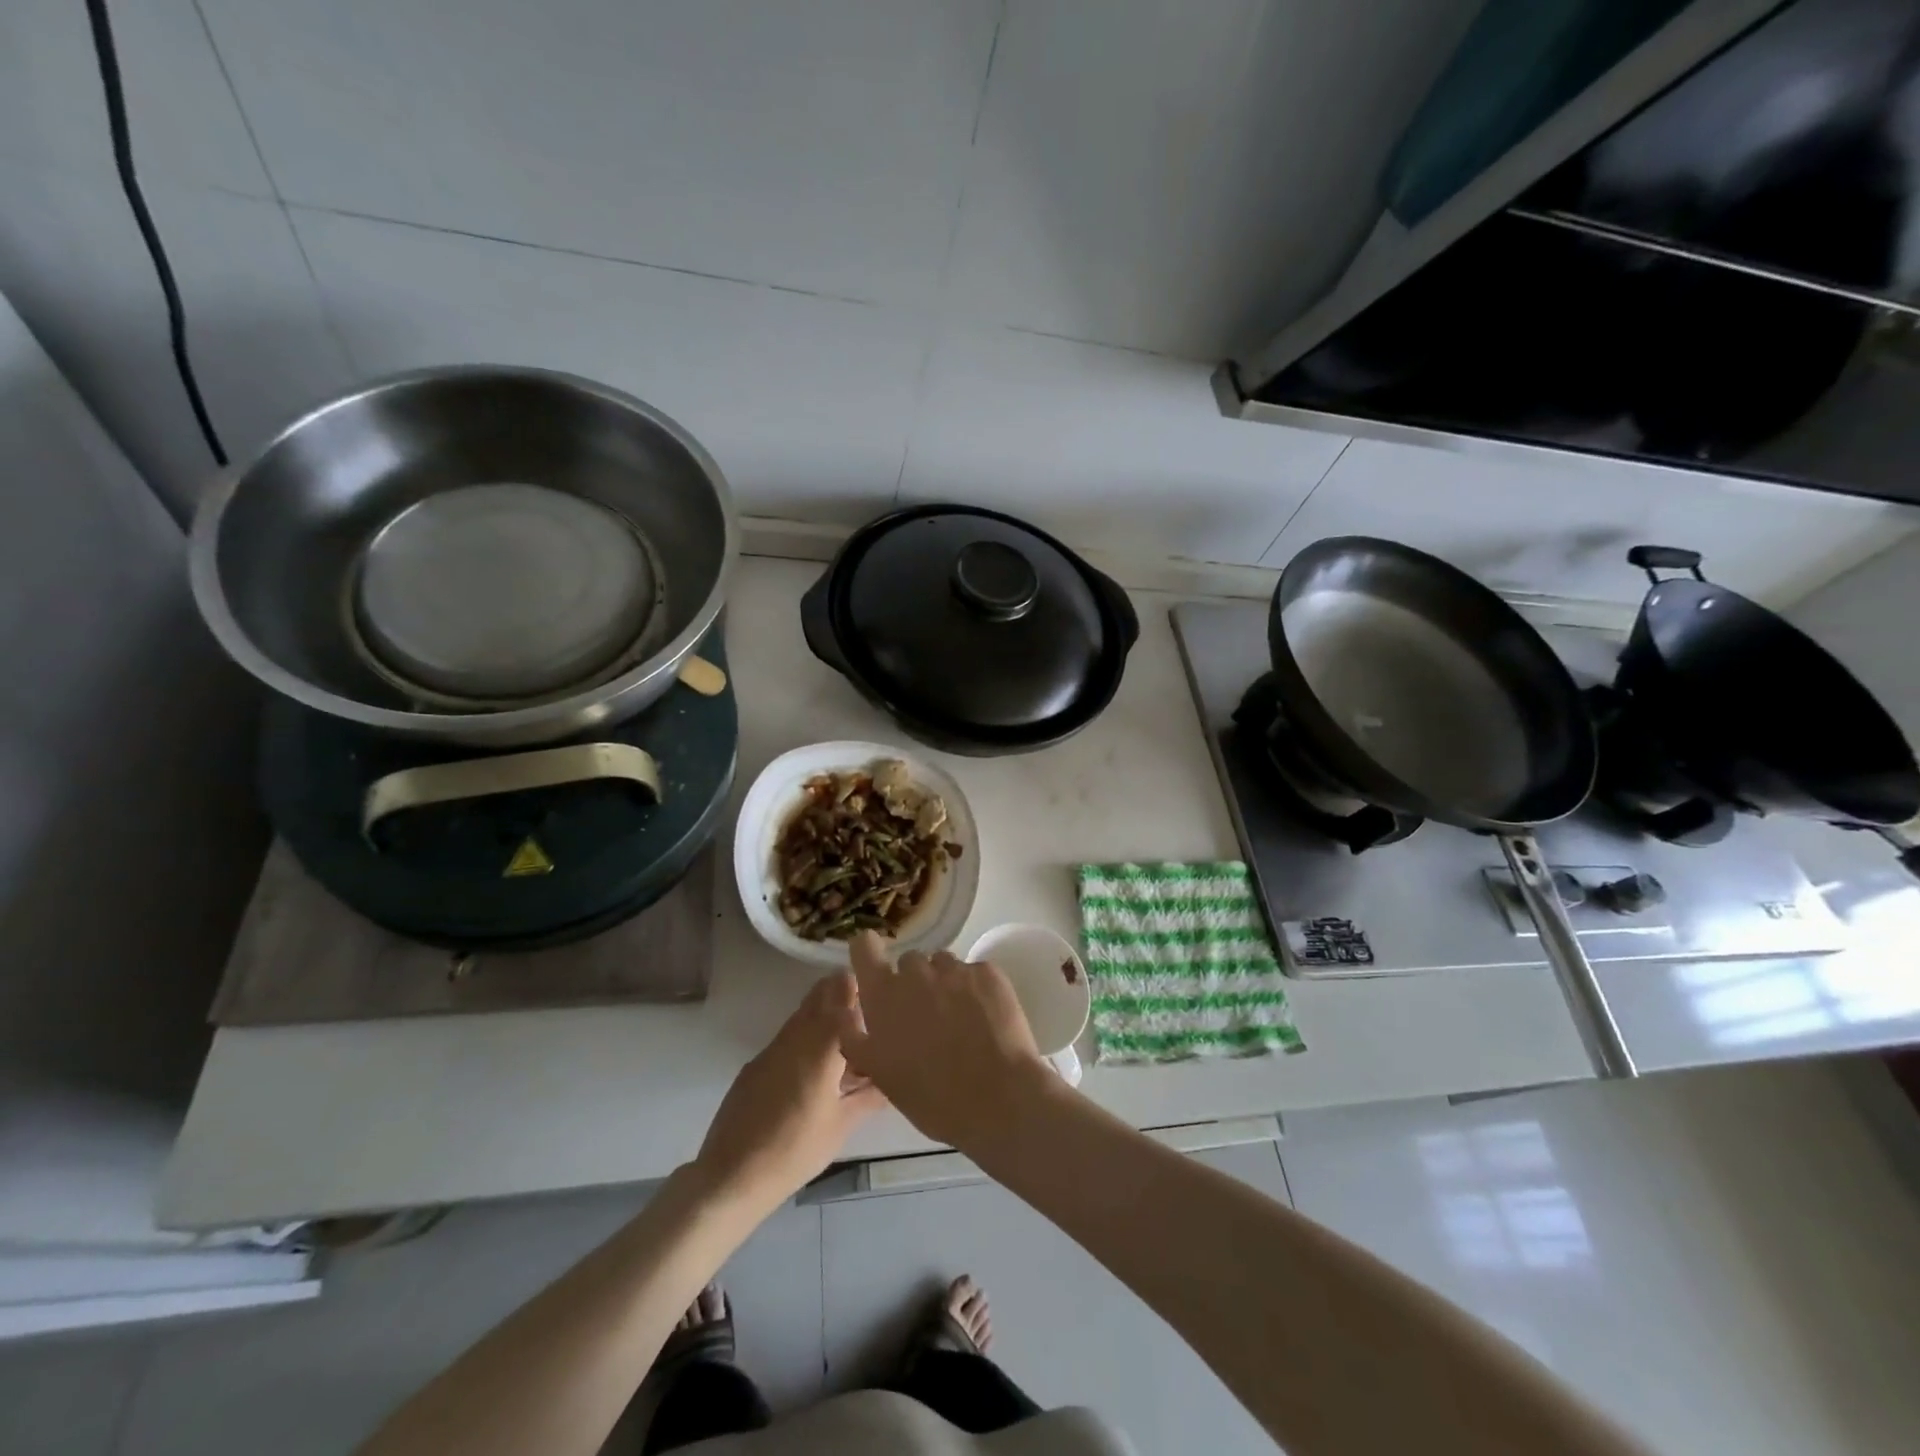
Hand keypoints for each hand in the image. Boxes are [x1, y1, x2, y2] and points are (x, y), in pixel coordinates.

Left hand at [692, 972, 885, 1213]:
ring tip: (847, 1036)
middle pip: (819, 995)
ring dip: (824, 1014)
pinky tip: (817, 1065)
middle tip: (867, 1006)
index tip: (879, 989)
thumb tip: (894, 1077)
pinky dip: (807, 1037)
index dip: (860, 986)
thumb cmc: (795, 1150)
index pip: (842, 995)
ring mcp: (772, 1049)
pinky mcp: (756, 1064)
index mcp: (821, 1046)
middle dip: (842, 992)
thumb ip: (870, 1095)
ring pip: (802, 1014)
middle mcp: (796, 1036)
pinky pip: (788, 1036)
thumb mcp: (842, 1125)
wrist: (731, 1176)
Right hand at [842, 932, 1056, 1150]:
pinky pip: (974, 972)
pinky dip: (976, 989)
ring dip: (945, 983)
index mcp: (883, 994)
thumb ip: (856, 1036)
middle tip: (927, 1017)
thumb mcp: (879, 1073)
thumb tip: (847, 1011)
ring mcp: (954, 969)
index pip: (864, 946)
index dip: (869, 953)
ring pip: (943, 964)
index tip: (876, 968)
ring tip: (959, 1020)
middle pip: (909, 961)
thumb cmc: (931, 1097)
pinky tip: (985, 1019)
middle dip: (914, 983)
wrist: (997, 1100)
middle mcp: (916, 971)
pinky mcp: (988, 972)